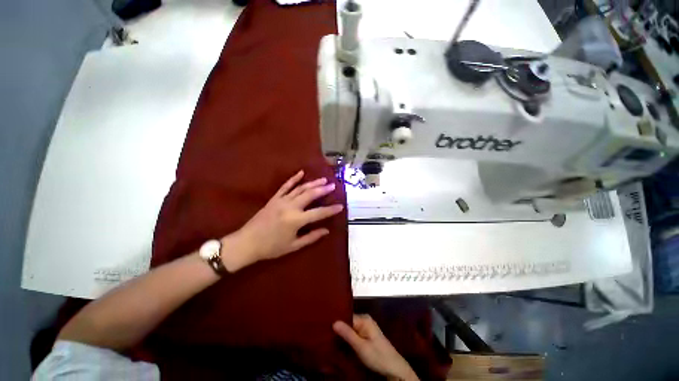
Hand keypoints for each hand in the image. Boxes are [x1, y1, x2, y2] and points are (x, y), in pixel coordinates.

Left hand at [221, 170, 342, 271]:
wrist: (247, 243)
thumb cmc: (271, 247)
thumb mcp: (293, 245)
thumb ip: (311, 237)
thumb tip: (326, 230)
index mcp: (296, 220)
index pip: (319, 213)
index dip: (331, 210)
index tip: (341, 206)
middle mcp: (290, 207)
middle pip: (310, 195)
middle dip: (323, 189)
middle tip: (333, 185)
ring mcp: (281, 201)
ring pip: (300, 188)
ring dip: (312, 183)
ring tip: (323, 179)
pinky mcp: (274, 198)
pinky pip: (285, 186)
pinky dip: (294, 179)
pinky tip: (301, 173)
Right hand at [333, 315, 418, 380]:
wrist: (394, 368)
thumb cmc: (378, 356)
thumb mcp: (361, 347)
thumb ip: (348, 334)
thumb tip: (334, 321)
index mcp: (364, 319)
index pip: (346, 316)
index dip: (336, 322)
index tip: (324, 327)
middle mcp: (364, 320)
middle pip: (348, 322)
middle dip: (339, 329)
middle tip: (325, 334)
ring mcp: (366, 328)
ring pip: (350, 329)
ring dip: (343, 335)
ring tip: (330, 339)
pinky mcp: (366, 336)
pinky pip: (354, 334)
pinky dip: (348, 339)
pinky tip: (340, 344)